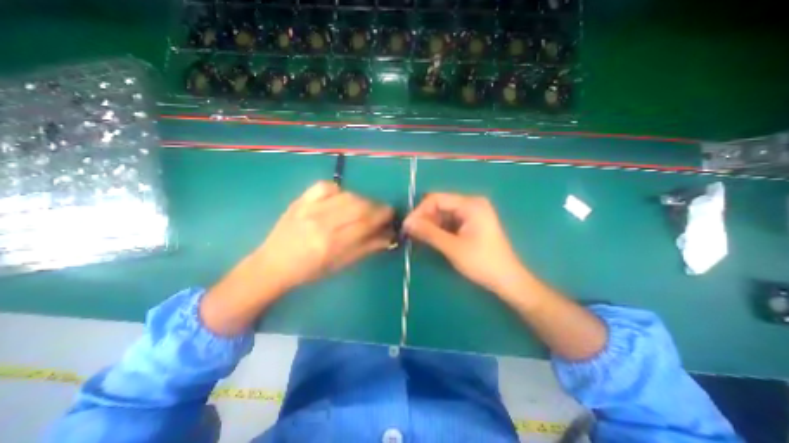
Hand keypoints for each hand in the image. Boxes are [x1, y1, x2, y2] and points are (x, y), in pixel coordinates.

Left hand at [248, 180, 393, 293]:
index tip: (391, 216)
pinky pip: (325, 186)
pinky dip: (339, 190)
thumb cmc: (309, 271)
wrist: (272, 264)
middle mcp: (321, 222)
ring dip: (362, 199)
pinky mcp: (300, 200)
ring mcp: (309, 208)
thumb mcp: (340, 264)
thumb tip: (389, 236)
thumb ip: (366, 248)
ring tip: (365, 207)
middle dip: (376, 206)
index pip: (366, 222)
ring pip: (346, 195)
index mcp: (332, 243)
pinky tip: (341, 199)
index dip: (383, 216)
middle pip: (359, 205)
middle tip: (382, 212)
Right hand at [407, 192, 528, 298]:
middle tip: (410, 234)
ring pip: (443, 214)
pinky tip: (430, 238)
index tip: (407, 226)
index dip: (419, 211)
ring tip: (418, 238)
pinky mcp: (471, 224)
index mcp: (470, 204)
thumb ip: (429, 233)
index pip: (436, 199)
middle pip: (439, 205)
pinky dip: (438, 229)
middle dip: (424, 218)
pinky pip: (449, 222)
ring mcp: (472, 214)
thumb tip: (407, 223)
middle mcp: (471, 204)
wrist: (507, 280)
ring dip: (430, 225)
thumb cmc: (482, 262)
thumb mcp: (452, 247)